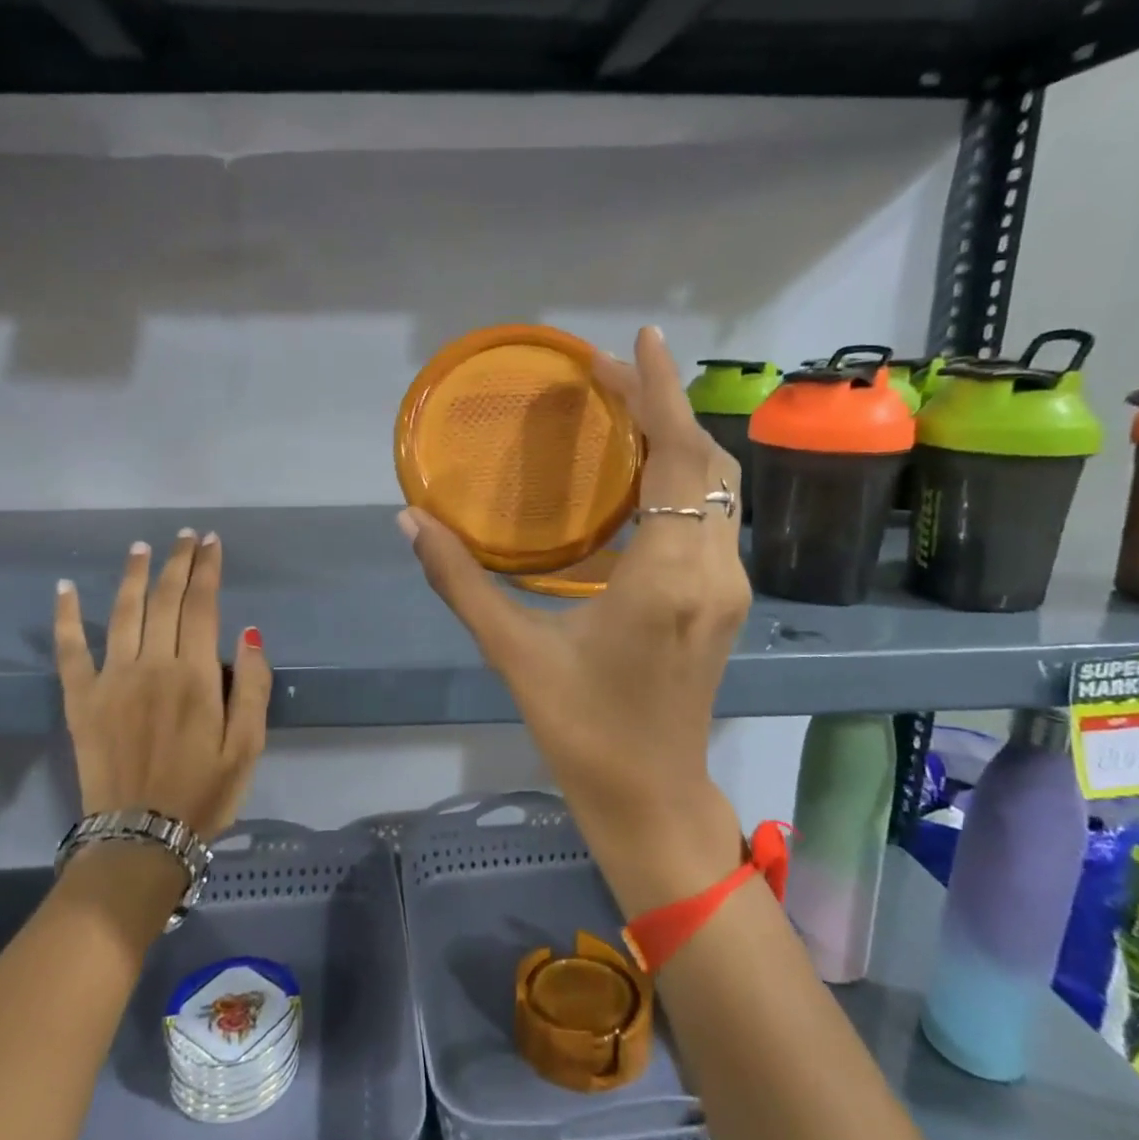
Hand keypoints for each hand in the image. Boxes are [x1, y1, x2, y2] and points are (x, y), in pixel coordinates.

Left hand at [54, 530, 272, 844]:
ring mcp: (112, 680)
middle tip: (185, 536)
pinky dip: (65, 617)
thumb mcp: (249, 745)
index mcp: (196, 675)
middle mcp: (152, 665)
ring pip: (122, 613)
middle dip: (178, 562)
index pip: (203, 606)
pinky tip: (63, 589)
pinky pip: (70, 650)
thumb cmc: (204, 792)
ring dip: (132, 576)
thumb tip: (249, 632)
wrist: (140, 839)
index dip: (208, 570)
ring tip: (141, 548)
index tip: (212, 543)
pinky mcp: (81, 700)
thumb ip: (254, 686)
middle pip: (166, 600)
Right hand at [400, 327, 749, 912]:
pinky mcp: (724, 601)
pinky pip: (712, 516)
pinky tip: (637, 477)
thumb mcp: (515, 653)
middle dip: (663, 406)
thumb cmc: (583, 731)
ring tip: (620, 412)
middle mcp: (714, 570)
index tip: (638, 341)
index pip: (678, 458)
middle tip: (603, 377)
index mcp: (668, 577)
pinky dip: (681, 478)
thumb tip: (410, 521)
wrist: (652, 799)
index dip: (661, 393)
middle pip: (707, 461)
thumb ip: (460, 582)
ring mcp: (728, 587)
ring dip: (677, 440)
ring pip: (719, 487)